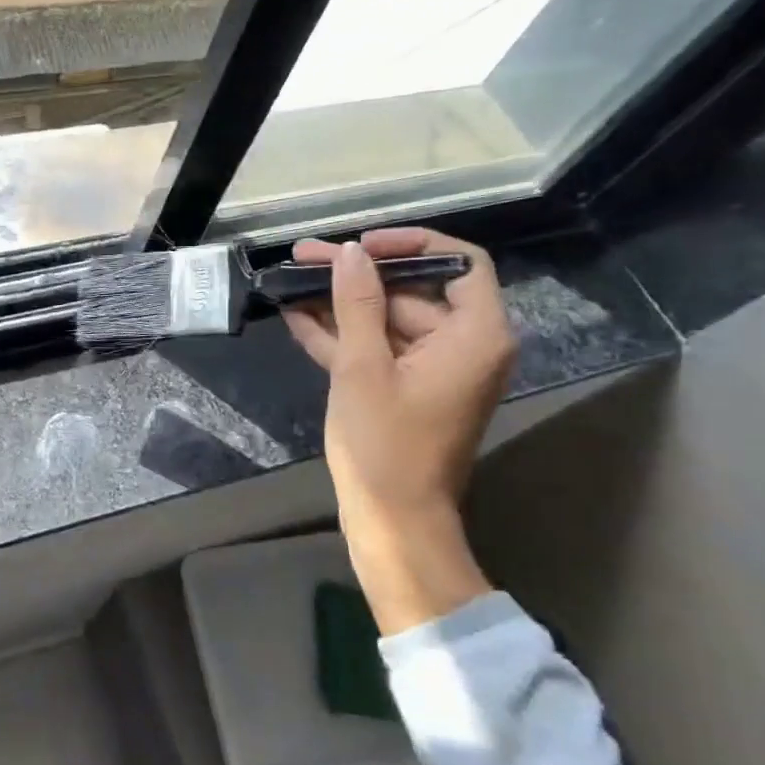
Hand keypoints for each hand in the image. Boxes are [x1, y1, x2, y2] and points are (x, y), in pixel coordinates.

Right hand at [281, 229, 516, 632]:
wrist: (391, 520)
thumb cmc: (384, 444)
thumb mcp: (364, 368)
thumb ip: (358, 304)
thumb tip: (350, 253)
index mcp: (473, 336)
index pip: (461, 264)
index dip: (413, 244)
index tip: (364, 246)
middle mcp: (461, 346)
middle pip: (411, 292)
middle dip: (355, 275)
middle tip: (303, 257)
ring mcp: (430, 369)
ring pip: (386, 320)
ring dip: (339, 304)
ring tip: (290, 279)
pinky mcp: (404, 388)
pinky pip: (376, 349)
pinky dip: (341, 335)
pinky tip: (297, 316)